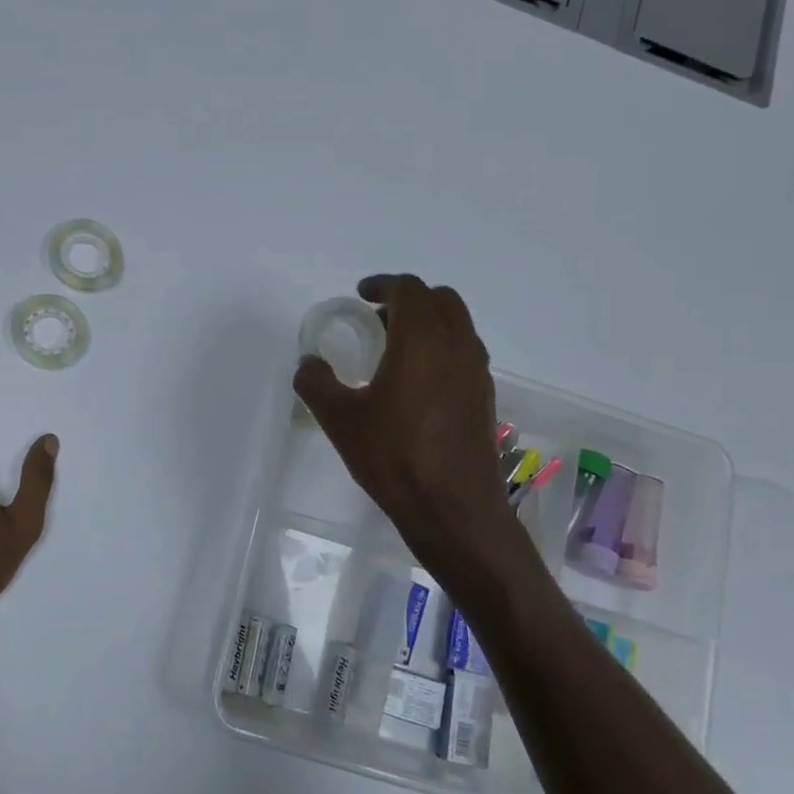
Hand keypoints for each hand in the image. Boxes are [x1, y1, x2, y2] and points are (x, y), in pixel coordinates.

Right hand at [294, 275, 516, 571]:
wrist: (453, 508)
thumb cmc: (393, 457)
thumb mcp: (339, 420)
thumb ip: (316, 383)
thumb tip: (308, 364)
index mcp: (421, 342)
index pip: (409, 290)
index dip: (383, 284)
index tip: (361, 295)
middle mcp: (457, 347)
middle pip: (441, 300)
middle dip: (409, 299)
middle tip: (377, 318)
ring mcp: (477, 373)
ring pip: (458, 326)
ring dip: (428, 323)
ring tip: (395, 348)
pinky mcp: (485, 398)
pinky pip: (464, 354)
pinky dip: (441, 349)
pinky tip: (416, 382)